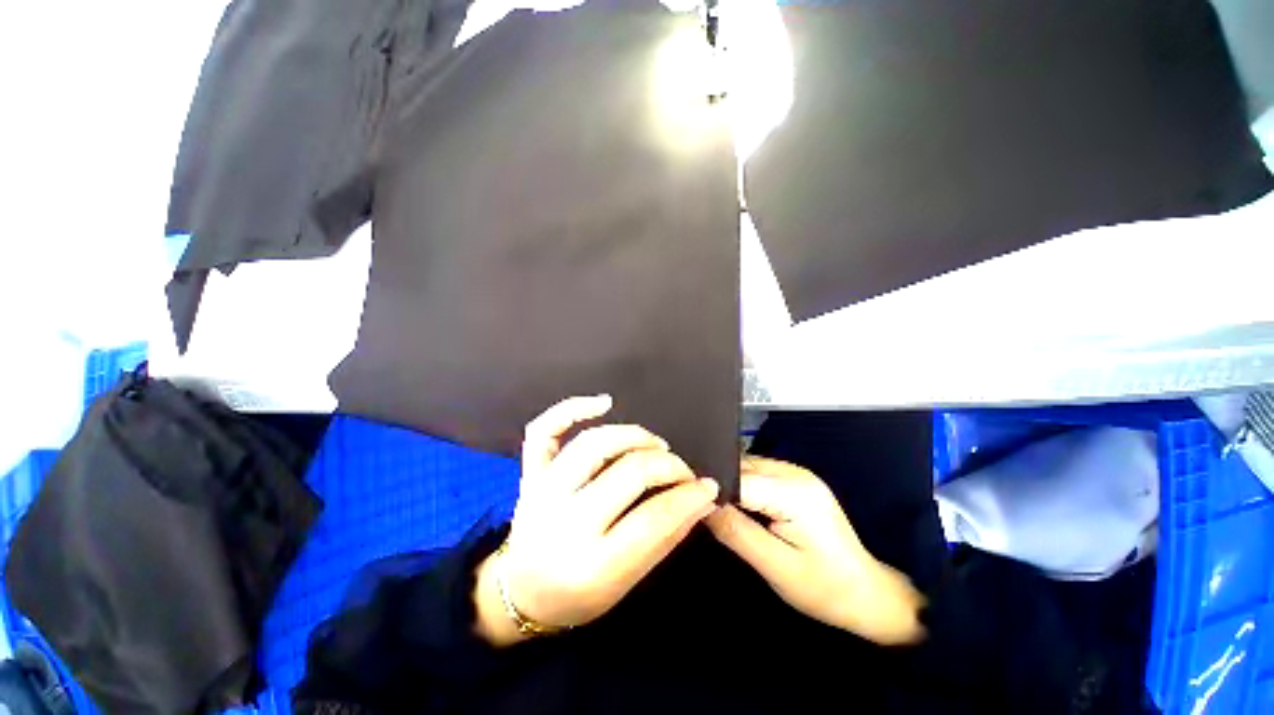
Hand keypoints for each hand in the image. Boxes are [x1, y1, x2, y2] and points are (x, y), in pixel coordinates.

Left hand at [475, 395, 719, 644]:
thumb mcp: (628, 583)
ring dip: (633, 436)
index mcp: (591, 565)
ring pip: (593, 444)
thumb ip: (666, 537)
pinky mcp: (529, 473)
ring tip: (655, 445)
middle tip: (683, 469)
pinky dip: (572, 408)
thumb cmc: (580, 595)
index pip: (653, 519)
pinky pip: (544, 429)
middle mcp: (564, 522)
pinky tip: (604, 402)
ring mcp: (542, 491)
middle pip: (627, 473)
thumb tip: (702, 499)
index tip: (708, 486)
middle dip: (668, 465)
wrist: (522, 594)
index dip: (688, 497)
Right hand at [705, 456, 924, 645]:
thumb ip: (735, 530)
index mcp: (794, 493)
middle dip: (718, 482)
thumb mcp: (774, 566)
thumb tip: (701, 503)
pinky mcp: (796, 480)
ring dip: (730, 482)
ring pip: (747, 466)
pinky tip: (736, 503)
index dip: (712, 487)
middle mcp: (795, 473)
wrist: (866, 594)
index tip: (688, 500)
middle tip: (695, 503)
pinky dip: (742, 484)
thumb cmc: (823, 588)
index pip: (740, 478)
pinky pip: (758, 473)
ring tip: (712, 504)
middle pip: (742, 466)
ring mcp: (797, 473)